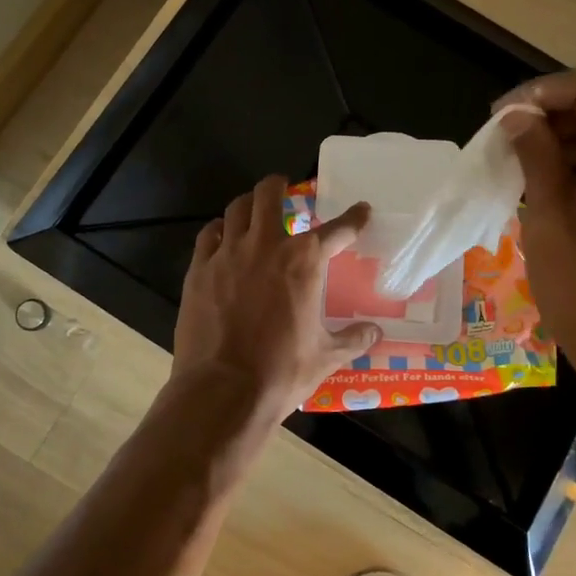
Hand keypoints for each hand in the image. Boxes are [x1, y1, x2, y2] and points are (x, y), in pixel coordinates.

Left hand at [173, 175, 381, 424]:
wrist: (223, 391)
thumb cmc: (282, 372)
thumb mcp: (326, 357)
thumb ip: (353, 338)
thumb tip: (375, 332)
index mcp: (304, 262)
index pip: (337, 229)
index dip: (353, 218)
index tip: (361, 211)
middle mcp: (266, 246)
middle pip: (270, 195)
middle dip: (280, 185)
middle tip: (285, 187)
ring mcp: (228, 254)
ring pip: (237, 209)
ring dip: (249, 204)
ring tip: (254, 208)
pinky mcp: (199, 270)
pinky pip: (208, 235)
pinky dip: (219, 230)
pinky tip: (222, 238)